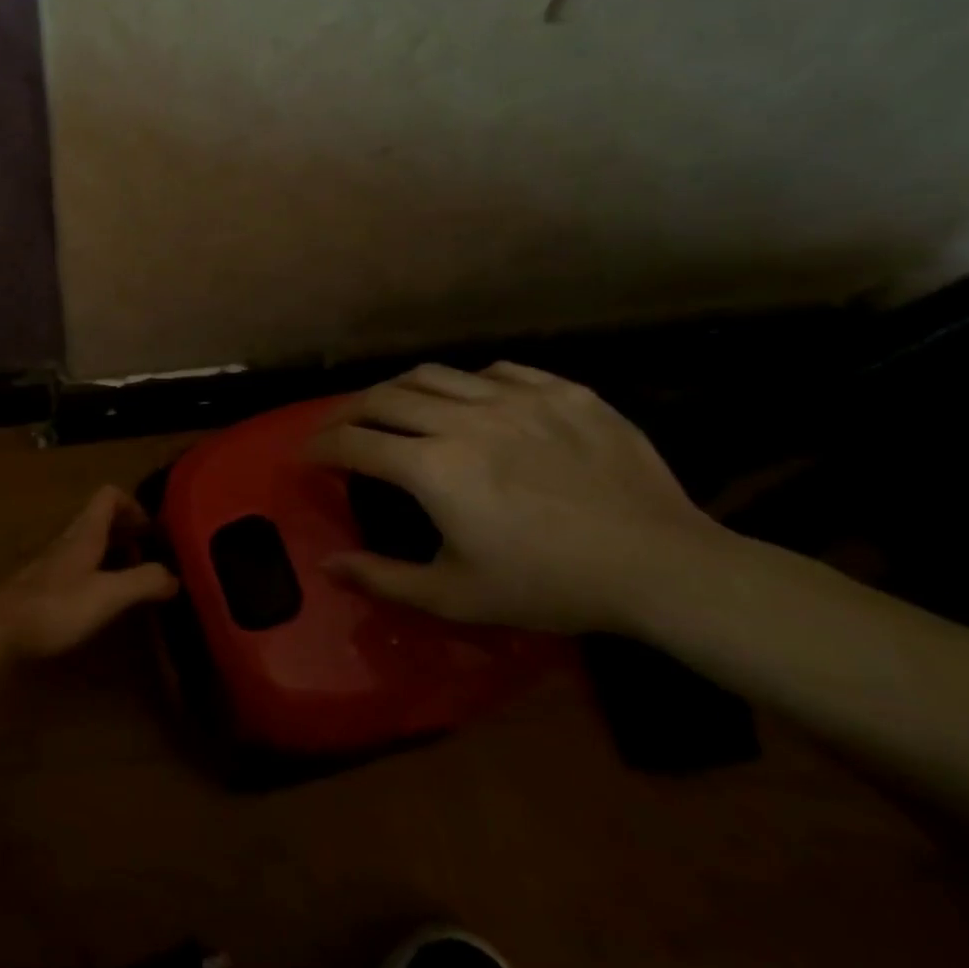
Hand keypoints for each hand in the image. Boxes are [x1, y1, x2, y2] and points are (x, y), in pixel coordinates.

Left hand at [0, 486, 178, 658]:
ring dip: (110, 555)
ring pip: (85, 545)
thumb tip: (175, 575)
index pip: (108, 496)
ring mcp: (48, 564)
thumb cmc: (54, 607)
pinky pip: (72, 569)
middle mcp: (65, 541)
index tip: (153, 531)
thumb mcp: (107, 595)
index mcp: (83, 533)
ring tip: (131, 581)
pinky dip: (92, 576)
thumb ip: (143, 582)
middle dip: (127, 533)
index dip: (134, 505)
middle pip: (98, 521)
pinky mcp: (37, 587)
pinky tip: (98, 603)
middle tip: (151, 557)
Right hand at [306, 362, 724, 632]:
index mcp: (432, 468)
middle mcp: (464, 420)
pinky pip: (496, 372)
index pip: (353, 443)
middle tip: (338, 429)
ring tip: (391, 407)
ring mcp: (517, 399)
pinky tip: (468, 402)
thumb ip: (381, 578)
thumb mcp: (454, 596)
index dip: (319, 447)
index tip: (306, 455)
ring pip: (434, 374)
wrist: (662, 567)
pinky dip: (465, 383)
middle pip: (383, 397)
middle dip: (347, 411)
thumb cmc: (548, 586)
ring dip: (398, 389)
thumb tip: (326, 566)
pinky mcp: (563, 392)